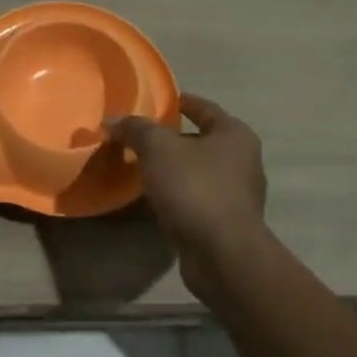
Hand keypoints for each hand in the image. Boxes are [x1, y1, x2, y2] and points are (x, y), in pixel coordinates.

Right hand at [107, 94, 268, 294]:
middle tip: (138, 136)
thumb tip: (112, 122)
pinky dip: (177, 195)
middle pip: (201, 140)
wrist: (222, 254)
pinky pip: (197, 198)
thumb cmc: (195, 188)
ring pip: (198, 171)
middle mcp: (243, 161)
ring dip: (173, 169)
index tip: (154, 102)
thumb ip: (135, 129)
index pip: (203, 107)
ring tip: (140, 167)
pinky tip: (154, 198)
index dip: (178, 102)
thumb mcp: (157, 148)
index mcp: (235, 134)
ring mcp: (237, 195)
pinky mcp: (227, 223)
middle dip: (172, 138)